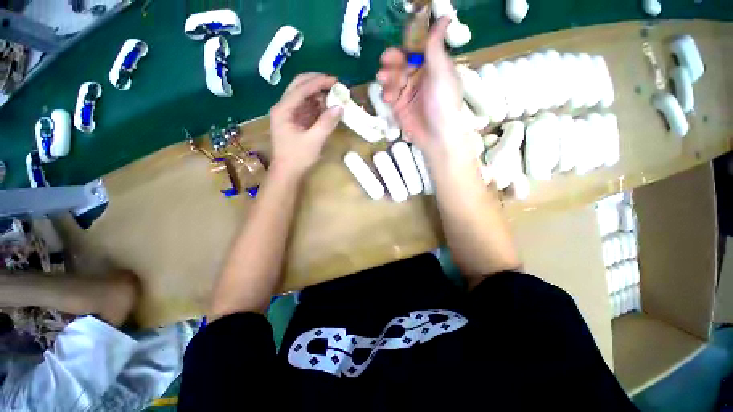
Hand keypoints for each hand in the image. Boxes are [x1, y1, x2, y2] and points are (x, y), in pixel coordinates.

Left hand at [269, 73, 342, 177]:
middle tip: (334, 83)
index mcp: (283, 110)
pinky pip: (306, 107)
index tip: (335, 80)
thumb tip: (340, 107)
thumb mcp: (314, 141)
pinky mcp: (294, 121)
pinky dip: (317, 105)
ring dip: (317, 94)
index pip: (301, 89)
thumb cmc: (297, 158)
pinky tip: (327, 107)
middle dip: (316, 82)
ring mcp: (288, 114)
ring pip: (302, 96)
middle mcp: (283, 108)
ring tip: (333, 96)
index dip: (318, 82)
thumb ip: (326, 123)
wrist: (287, 173)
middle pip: (298, 86)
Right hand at [377, 18, 467, 161]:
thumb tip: (444, 17)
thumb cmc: (443, 103)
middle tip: (384, 62)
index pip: (415, 51)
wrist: (436, 136)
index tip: (397, 46)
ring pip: (393, 79)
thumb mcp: (441, 72)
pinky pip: (389, 96)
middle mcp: (419, 78)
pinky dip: (386, 94)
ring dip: (387, 78)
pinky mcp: (399, 107)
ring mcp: (408, 93)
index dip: (405, 47)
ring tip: (383, 79)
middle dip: (392, 62)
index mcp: (432, 67)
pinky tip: (387, 98)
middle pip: (401, 64)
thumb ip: (436, 46)